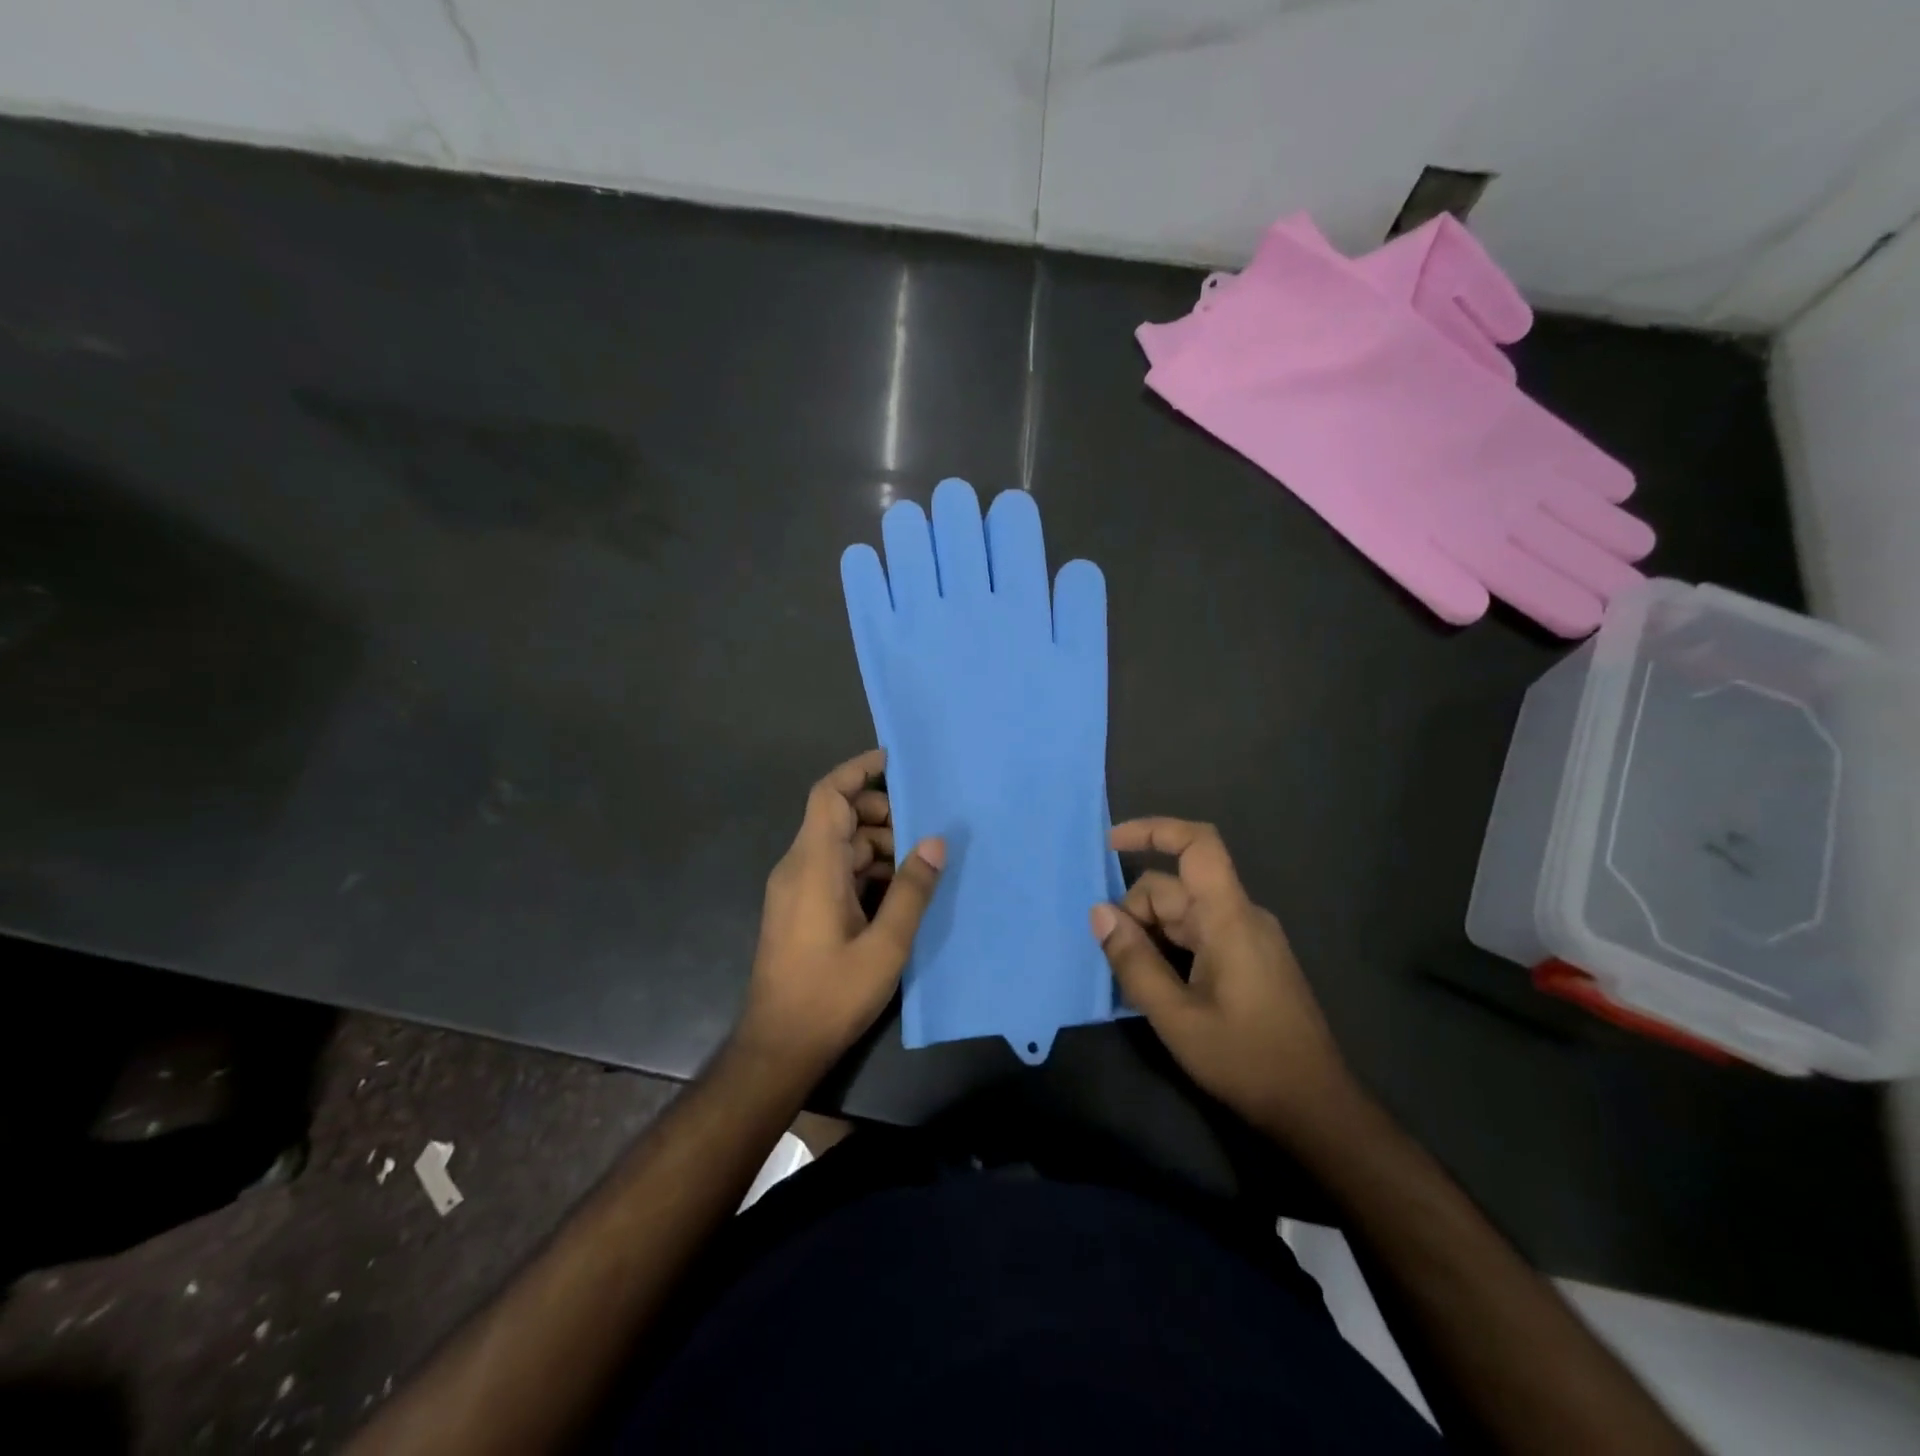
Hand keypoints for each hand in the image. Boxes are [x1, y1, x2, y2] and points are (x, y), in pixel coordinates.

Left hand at [738, 749, 944, 1080]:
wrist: (778, 1046)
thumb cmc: (831, 995)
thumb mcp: (885, 945)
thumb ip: (912, 890)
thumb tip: (935, 841)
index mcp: (813, 865)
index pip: (830, 795)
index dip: (860, 770)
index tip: (895, 760)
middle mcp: (798, 867)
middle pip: (839, 818)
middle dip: (882, 816)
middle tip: (925, 832)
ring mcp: (796, 888)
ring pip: (840, 846)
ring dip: (878, 847)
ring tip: (920, 867)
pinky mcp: (799, 908)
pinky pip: (834, 870)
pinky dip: (865, 870)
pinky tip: (898, 893)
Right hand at [1090, 818, 1353, 1142]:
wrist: (1316, 1108)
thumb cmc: (1246, 1060)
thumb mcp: (1176, 1017)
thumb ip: (1134, 962)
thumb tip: (1098, 913)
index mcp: (1230, 918)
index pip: (1197, 846)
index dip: (1153, 831)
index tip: (1110, 843)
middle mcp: (1242, 916)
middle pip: (1176, 887)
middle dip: (1136, 913)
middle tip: (1116, 962)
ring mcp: (1249, 938)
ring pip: (1184, 913)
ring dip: (1151, 935)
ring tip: (1134, 982)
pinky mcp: (1251, 959)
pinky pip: (1200, 934)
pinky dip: (1170, 948)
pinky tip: (1159, 985)